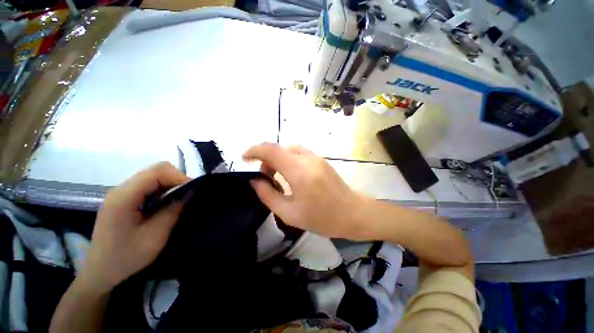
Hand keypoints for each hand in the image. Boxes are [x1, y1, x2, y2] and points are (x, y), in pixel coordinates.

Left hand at [80, 162, 189, 291]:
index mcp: (124, 197)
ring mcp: (122, 192)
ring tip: (181, 198)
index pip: (158, 172)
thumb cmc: (126, 257)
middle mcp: (121, 189)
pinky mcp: (125, 198)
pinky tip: (168, 202)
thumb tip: (191, 191)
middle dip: (177, 179)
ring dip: (172, 183)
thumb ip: (173, 210)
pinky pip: (150, 184)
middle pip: (156, 170)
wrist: (101, 272)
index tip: (194, 190)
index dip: (179, 177)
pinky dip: (164, 188)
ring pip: (154, 175)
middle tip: (188, 194)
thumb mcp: (155, 236)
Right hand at [243, 143, 370, 239]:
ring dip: (277, 159)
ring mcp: (316, 157)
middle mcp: (307, 158)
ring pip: (288, 149)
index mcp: (299, 171)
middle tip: (264, 177)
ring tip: (276, 176)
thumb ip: (268, 195)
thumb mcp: (289, 213)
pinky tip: (290, 174)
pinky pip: (298, 153)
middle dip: (265, 159)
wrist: (352, 213)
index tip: (243, 158)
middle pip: (278, 148)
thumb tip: (255, 181)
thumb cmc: (322, 218)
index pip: (271, 150)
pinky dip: (287, 159)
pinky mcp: (320, 159)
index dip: (254, 150)